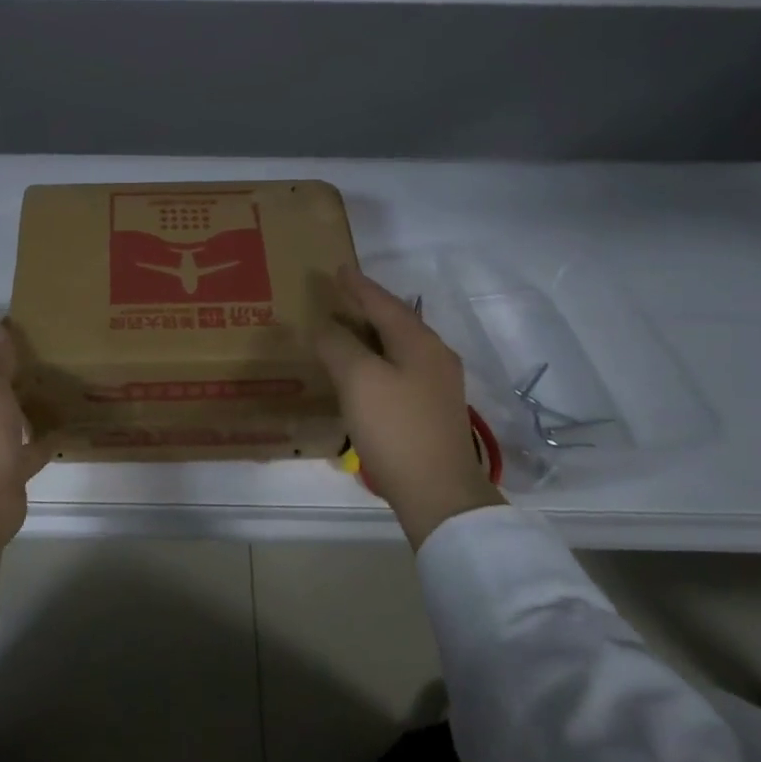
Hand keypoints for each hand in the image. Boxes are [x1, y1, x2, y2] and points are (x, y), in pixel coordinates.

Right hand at [316, 266, 505, 549]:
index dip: (359, 286)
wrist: (437, 491)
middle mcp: (434, 357)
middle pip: (396, 322)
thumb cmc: (396, 428)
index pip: (384, 304)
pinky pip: (400, 370)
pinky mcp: (431, 411)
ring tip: (346, 329)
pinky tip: (363, 372)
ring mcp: (437, 386)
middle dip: (368, 307)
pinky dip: (377, 360)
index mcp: (419, 343)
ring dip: (372, 334)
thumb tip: (323, 326)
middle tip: (340, 296)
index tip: (339, 269)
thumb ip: (338, 346)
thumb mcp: (359, 380)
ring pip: (399, 347)